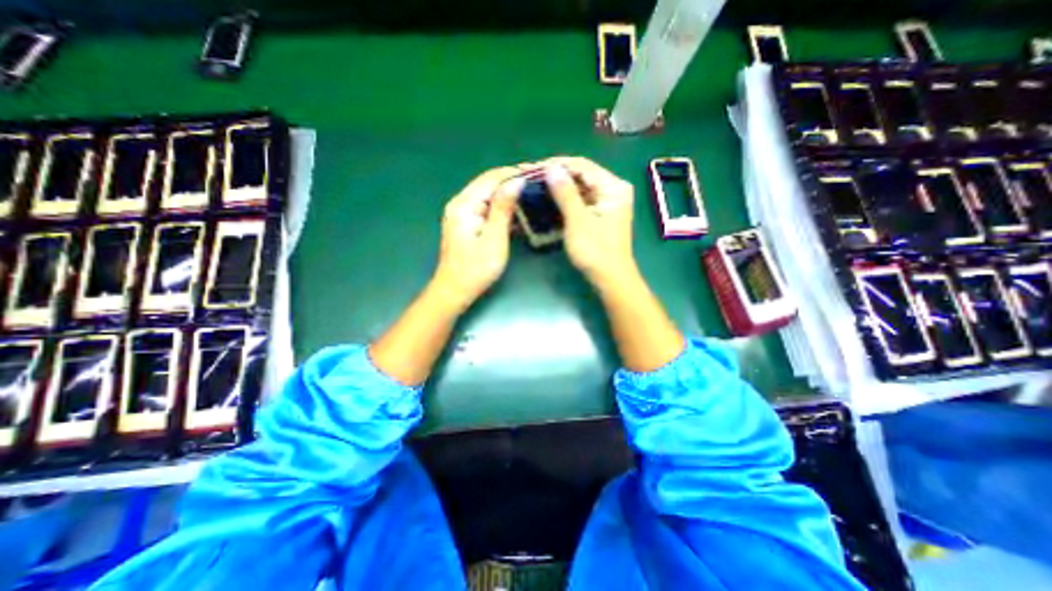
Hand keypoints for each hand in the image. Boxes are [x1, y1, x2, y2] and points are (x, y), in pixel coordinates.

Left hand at [429, 164, 522, 312]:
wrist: (455, 290)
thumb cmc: (476, 269)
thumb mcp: (494, 239)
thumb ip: (503, 208)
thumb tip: (516, 181)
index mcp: (464, 205)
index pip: (491, 179)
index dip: (513, 172)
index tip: (535, 171)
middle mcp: (460, 203)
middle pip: (488, 183)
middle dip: (512, 179)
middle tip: (536, 180)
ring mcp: (462, 214)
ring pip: (488, 195)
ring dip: (508, 192)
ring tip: (531, 191)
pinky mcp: (467, 223)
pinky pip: (486, 207)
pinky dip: (501, 206)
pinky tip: (517, 208)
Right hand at [542, 154, 631, 285]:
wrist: (610, 278)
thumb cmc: (595, 251)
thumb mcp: (578, 221)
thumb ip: (565, 193)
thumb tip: (551, 168)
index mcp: (613, 187)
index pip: (582, 165)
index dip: (556, 164)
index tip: (533, 167)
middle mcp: (612, 189)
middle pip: (581, 175)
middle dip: (556, 175)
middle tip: (530, 175)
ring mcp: (607, 202)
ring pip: (579, 187)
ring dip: (559, 186)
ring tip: (535, 184)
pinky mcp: (600, 213)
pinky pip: (581, 200)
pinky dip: (565, 199)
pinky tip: (549, 197)